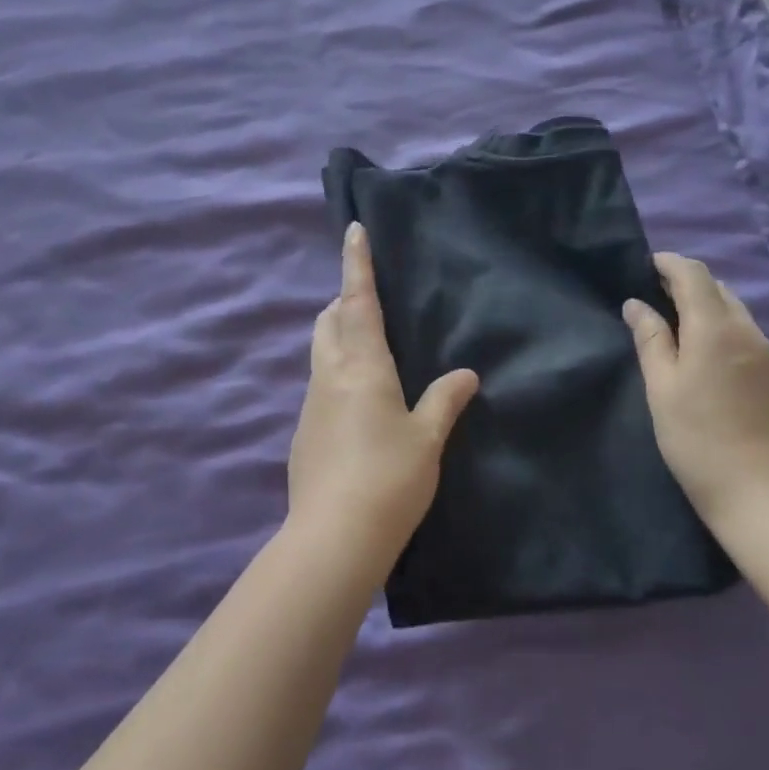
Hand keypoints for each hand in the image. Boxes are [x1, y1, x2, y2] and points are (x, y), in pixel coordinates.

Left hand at [287, 222, 478, 578]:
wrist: (333, 539)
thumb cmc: (389, 479)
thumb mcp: (427, 439)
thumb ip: (444, 401)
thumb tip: (465, 374)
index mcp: (362, 366)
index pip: (357, 301)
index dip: (357, 264)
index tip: (353, 230)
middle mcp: (330, 375)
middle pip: (328, 321)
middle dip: (343, 302)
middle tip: (367, 302)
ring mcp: (311, 404)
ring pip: (320, 353)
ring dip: (338, 338)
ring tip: (368, 350)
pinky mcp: (303, 432)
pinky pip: (320, 386)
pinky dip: (336, 375)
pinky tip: (359, 406)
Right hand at [624, 253, 768, 534]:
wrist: (767, 499)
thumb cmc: (699, 441)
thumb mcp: (661, 389)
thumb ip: (650, 340)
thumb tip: (636, 304)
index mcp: (715, 329)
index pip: (694, 274)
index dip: (669, 263)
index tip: (646, 266)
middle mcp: (749, 333)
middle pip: (719, 290)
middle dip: (688, 285)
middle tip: (658, 300)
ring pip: (738, 315)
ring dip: (710, 311)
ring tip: (682, 332)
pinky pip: (752, 342)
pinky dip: (728, 336)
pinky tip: (714, 366)